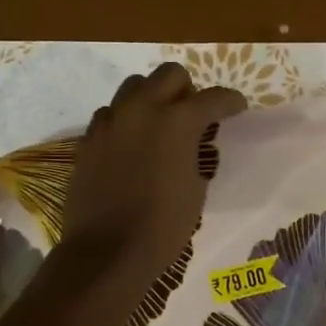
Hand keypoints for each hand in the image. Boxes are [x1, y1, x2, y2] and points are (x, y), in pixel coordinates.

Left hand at [62, 63, 245, 287]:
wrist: (107, 251)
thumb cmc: (163, 225)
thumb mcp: (195, 188)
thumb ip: (195, 153)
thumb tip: (190, 143)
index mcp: (177, 122)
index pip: (213, 97)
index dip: (231, 102)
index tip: (237, 109)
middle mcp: (142, 110)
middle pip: (169, 74)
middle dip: (187, 89)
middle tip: (193, 113)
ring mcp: (110, 122)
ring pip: (133, 87)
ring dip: (152, 98)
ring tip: (158, 124)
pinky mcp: (88, 139)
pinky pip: (110, 114)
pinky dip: (125, 120)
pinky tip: (130, 144)